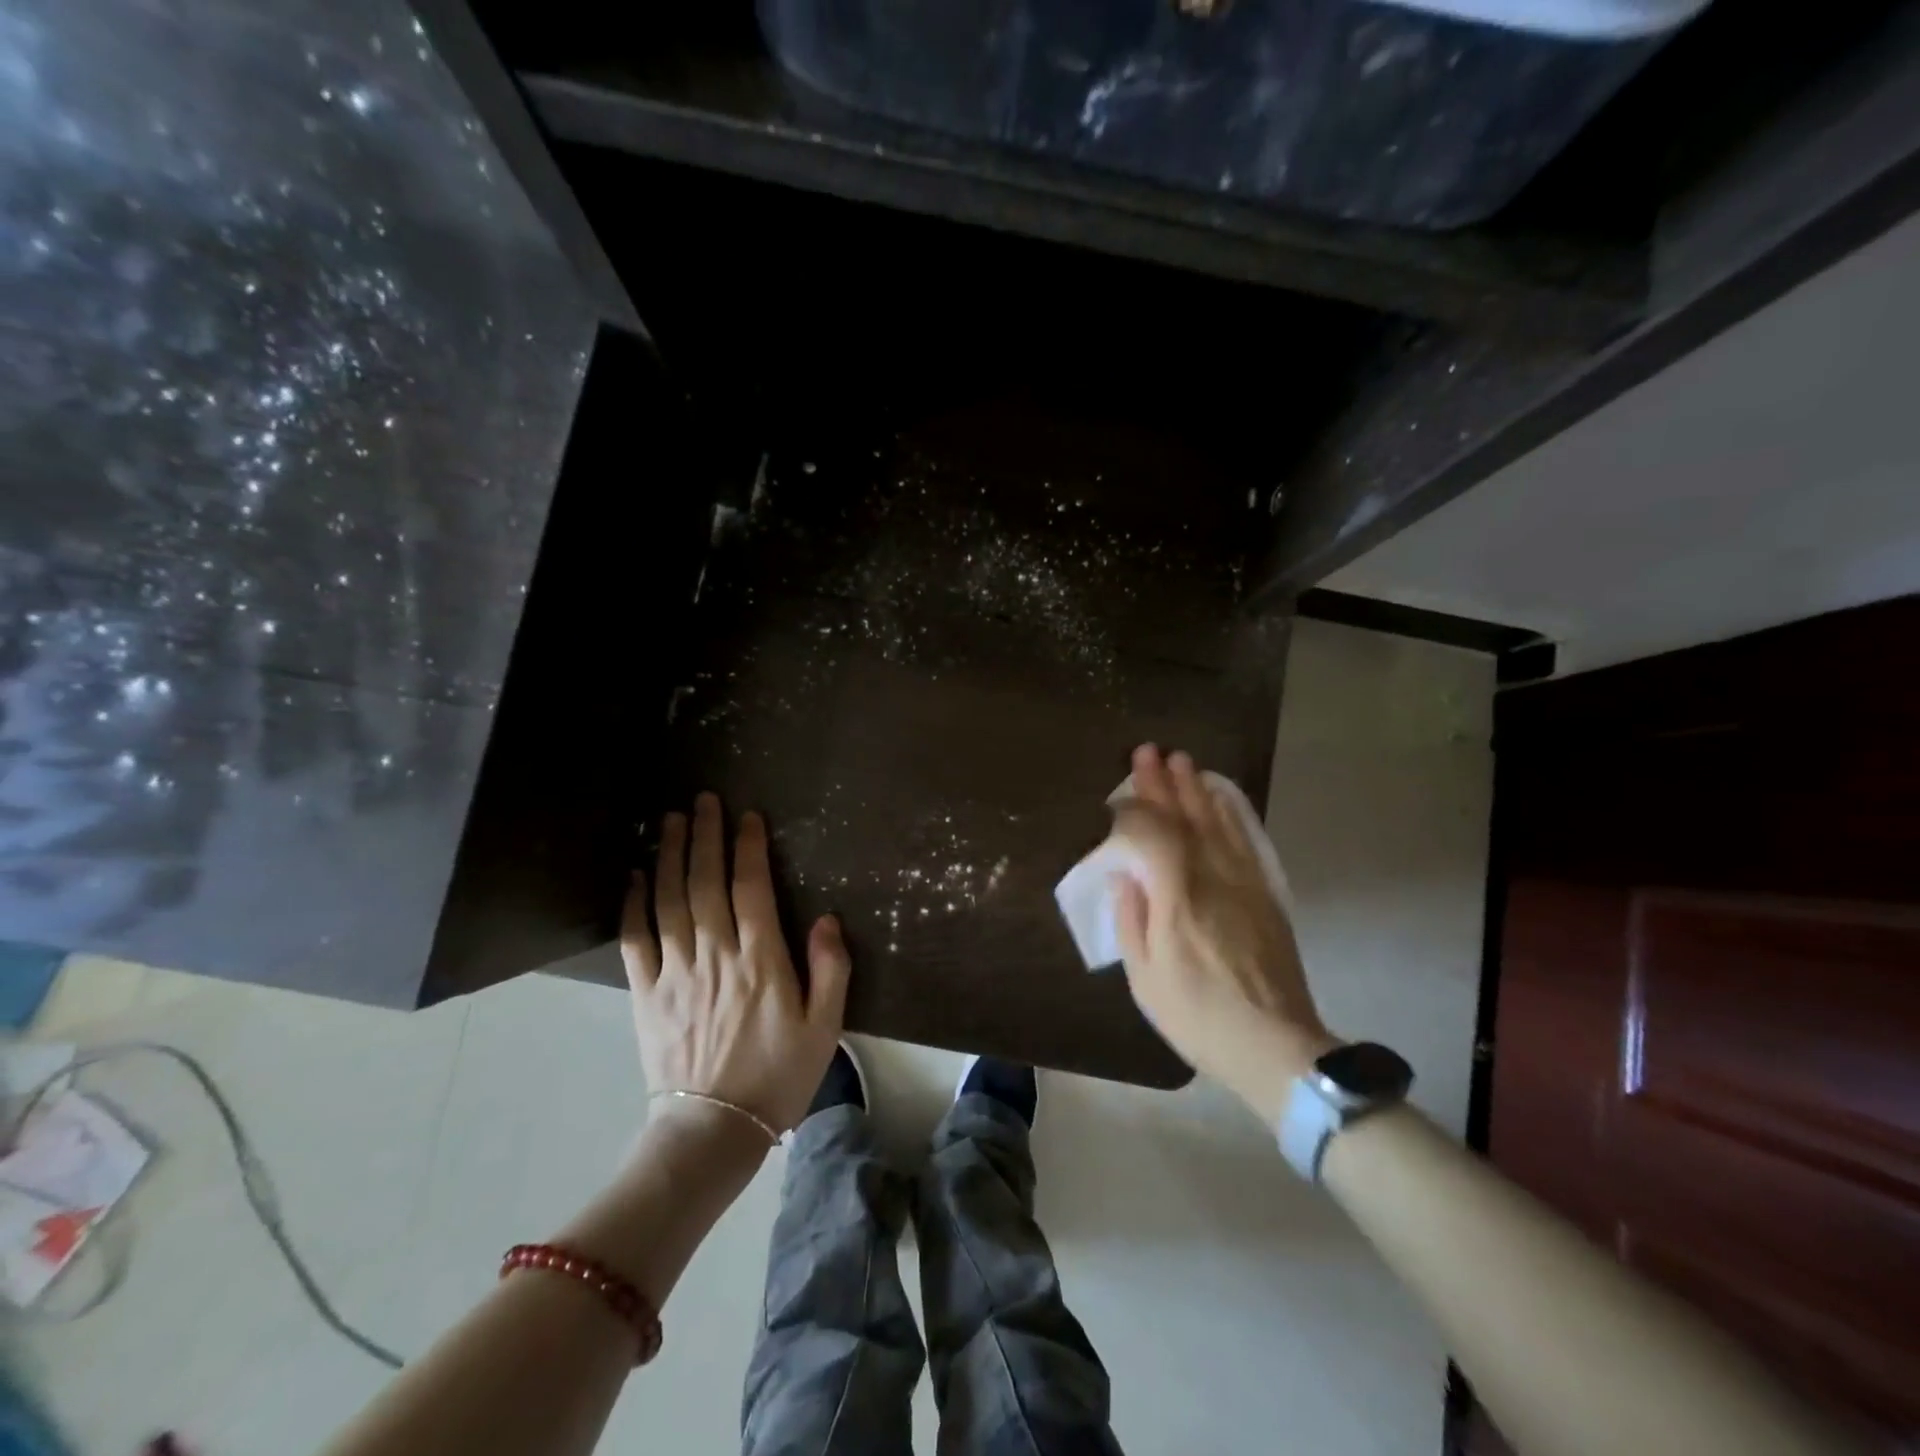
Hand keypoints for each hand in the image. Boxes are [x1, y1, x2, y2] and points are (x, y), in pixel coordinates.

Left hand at [619, 793, 850, 1136]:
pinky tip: (634, 877)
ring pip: (669, 901)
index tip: (747, 817)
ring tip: (671, 821)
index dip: (749, 847)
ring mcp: (675, 973)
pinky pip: (635, 940)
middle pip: (706, 882)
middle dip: (705, 836)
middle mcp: (715, 955)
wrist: (713, 1131)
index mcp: (760, 960)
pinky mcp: (646, 994)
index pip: (752, 888)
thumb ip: (831, 969)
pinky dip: (633, 905)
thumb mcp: (825, 1027)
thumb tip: (827, 918)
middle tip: (702, 800)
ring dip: (670, 856)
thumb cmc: (778, 1075)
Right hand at [1110, 745, 1336, 1121]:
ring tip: (1180, 760)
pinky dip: (1229, 812)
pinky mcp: (1264, 891)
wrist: (1275, 1045)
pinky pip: (1244, 839)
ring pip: (1216, 821)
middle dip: (1162, 784)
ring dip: (1195, 788)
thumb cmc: (1197, 1015)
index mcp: (1176, 898)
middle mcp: (1211, 877)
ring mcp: (1243, 881)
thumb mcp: (1145, 976)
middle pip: (1184, 818)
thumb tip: (1124, 875)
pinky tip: (1219, 796)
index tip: (1115, 803)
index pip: (1151, 834)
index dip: (1132, 812)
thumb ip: (1131, 918)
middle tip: (1146, 751)